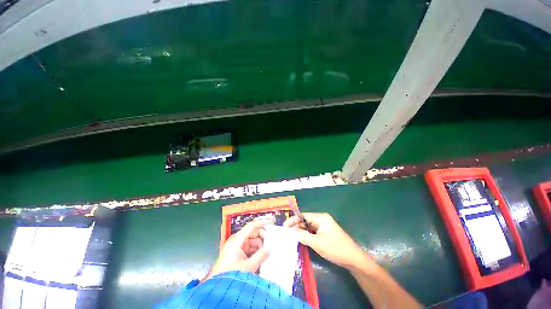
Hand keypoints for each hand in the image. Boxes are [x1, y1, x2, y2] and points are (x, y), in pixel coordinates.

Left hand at [203, 219, 271, 281]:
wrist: (218, 291)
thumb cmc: (232, 276)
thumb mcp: (248, 266)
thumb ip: (261, 255)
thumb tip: (270, 247)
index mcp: (237, 240)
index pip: (251, 226)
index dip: (261, 223)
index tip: (271, 223)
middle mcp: (236, 241)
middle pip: (252, 233)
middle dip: (262, 237)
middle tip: (271, 243)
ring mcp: (236, 247)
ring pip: (251, 241)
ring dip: (259, 245)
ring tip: (267, 252)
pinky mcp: (236, 254)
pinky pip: (249, 248)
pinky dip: (255, 250)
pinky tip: (262, 256)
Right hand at [284, 213, 372, 269]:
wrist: (353, 259)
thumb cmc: (335, 248)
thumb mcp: (318, 243)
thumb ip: (303, 236)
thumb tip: (292, 231)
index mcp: (321, 218)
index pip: (304, 216)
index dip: (293, 220)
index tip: (284, 226)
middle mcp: (322, 220)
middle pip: (305, 221)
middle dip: (297, 226)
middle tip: (287, 233)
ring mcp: (324, 227)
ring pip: (308, 227)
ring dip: (301, 232)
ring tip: (292, 237)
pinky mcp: (325, 234)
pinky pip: (313, 232)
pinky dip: (307, 235)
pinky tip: (301, 240)